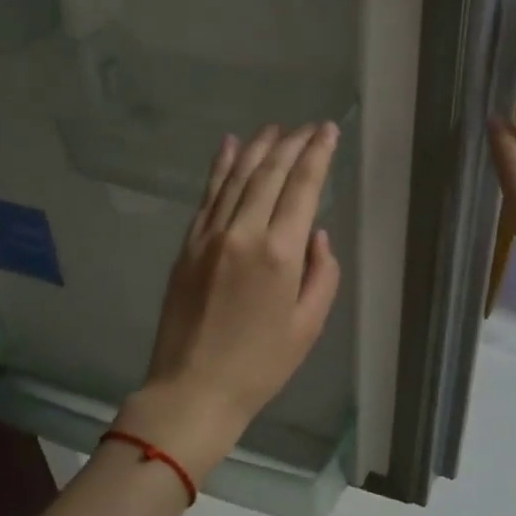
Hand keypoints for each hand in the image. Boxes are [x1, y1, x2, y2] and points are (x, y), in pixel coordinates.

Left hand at [124, 122, 342, 477]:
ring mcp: (209, 236)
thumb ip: (322, 273)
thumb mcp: (309, 325)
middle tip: (306, 126)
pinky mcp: (187, 245)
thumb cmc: (261, 364)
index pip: (302, 187)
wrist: (193, 388)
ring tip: (274, 128)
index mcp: (279, 254)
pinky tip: (229, 146)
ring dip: (257, 147)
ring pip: (236, 176)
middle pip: (269, 173)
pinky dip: (220, 166)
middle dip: (291, 143)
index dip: (317, 154)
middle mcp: (243, 232)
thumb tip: (316, 234)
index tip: (327, 130)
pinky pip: (207, 195)